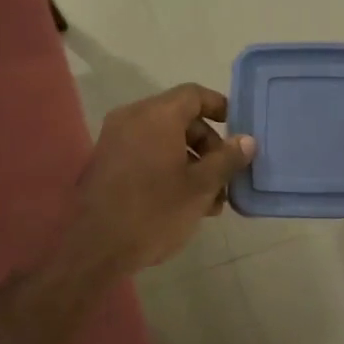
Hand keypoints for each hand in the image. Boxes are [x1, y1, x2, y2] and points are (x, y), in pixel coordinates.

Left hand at [69, 85, 255, 273]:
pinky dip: (167, 166)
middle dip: (208, 145)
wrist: (96, 249)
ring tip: (210, 199)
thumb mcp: (201, 187)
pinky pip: (145, 152)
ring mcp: (115, 140)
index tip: (238, 130)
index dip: (219, 106)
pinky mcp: (106, 162)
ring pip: (163, 139)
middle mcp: (132, 119)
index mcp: (156, 116)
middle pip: (179, 118)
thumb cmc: (155, 212)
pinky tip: (184, 201)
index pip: (194, 94)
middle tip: (226, 176)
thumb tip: (247, 140)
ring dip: (190, 161)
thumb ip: (227, 159)